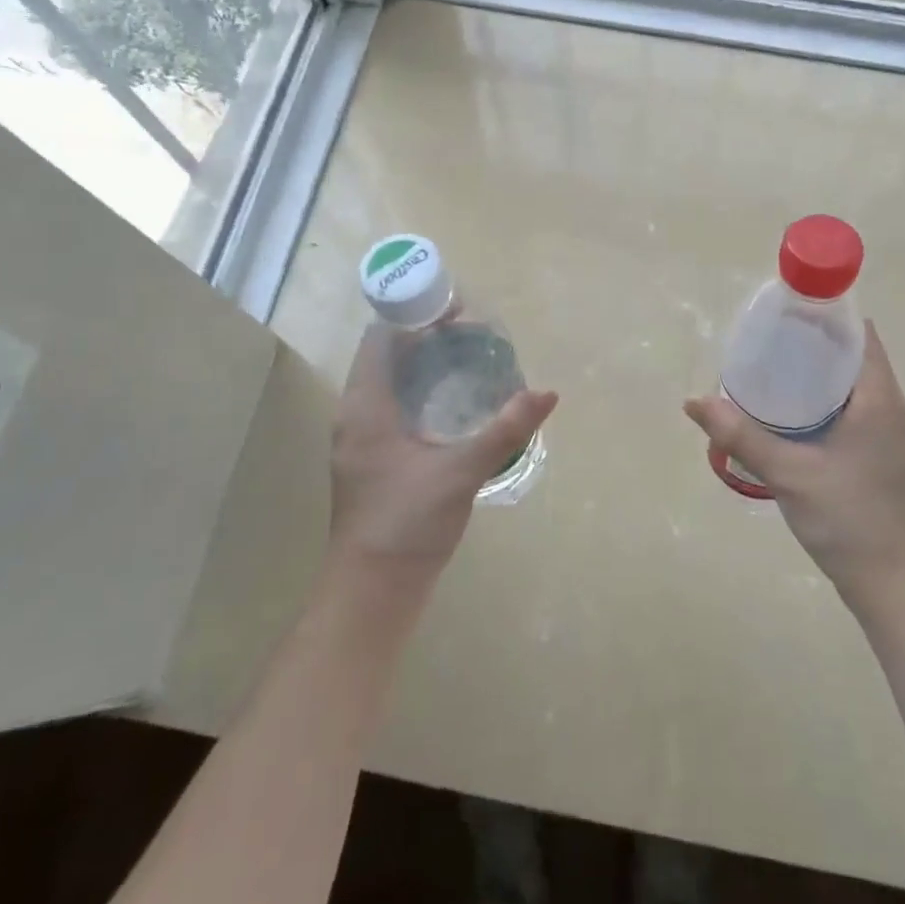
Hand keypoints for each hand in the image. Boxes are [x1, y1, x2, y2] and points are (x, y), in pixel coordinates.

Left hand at [330, 322, 557, 580]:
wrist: (373, 593)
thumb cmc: (406, 524)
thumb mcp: (460, 472)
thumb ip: (505, 430)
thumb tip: (547, 393)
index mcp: (365, 406)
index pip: (382, 337)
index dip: (414, 314)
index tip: (456, 310)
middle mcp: (357, 415)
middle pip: (388, 357)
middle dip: (427, 338)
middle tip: (475, 334)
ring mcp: (363, 440)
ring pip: (392, 384)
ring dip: (426, 367)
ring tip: (471, 360)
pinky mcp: (375, 461)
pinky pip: (397, 409)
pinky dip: (424, 394)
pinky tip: (458, 406)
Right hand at [684, 321, 904, 602]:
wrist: (889, 582)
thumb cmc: (846, 519)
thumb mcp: (788, 473)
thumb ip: (741, 435)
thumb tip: (693, 401)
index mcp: (878, 399)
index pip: (858, 334)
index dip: (824, 314)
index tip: (784, 311)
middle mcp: (889, 407)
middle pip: (852, 354)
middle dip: (811, 341)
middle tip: (765, 339)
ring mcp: (886, 432)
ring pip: (850, 382)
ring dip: (815, 370)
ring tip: (770, 367)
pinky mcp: (878, 452)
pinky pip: (850, 406)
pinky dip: (822, 396)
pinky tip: (788, 411)